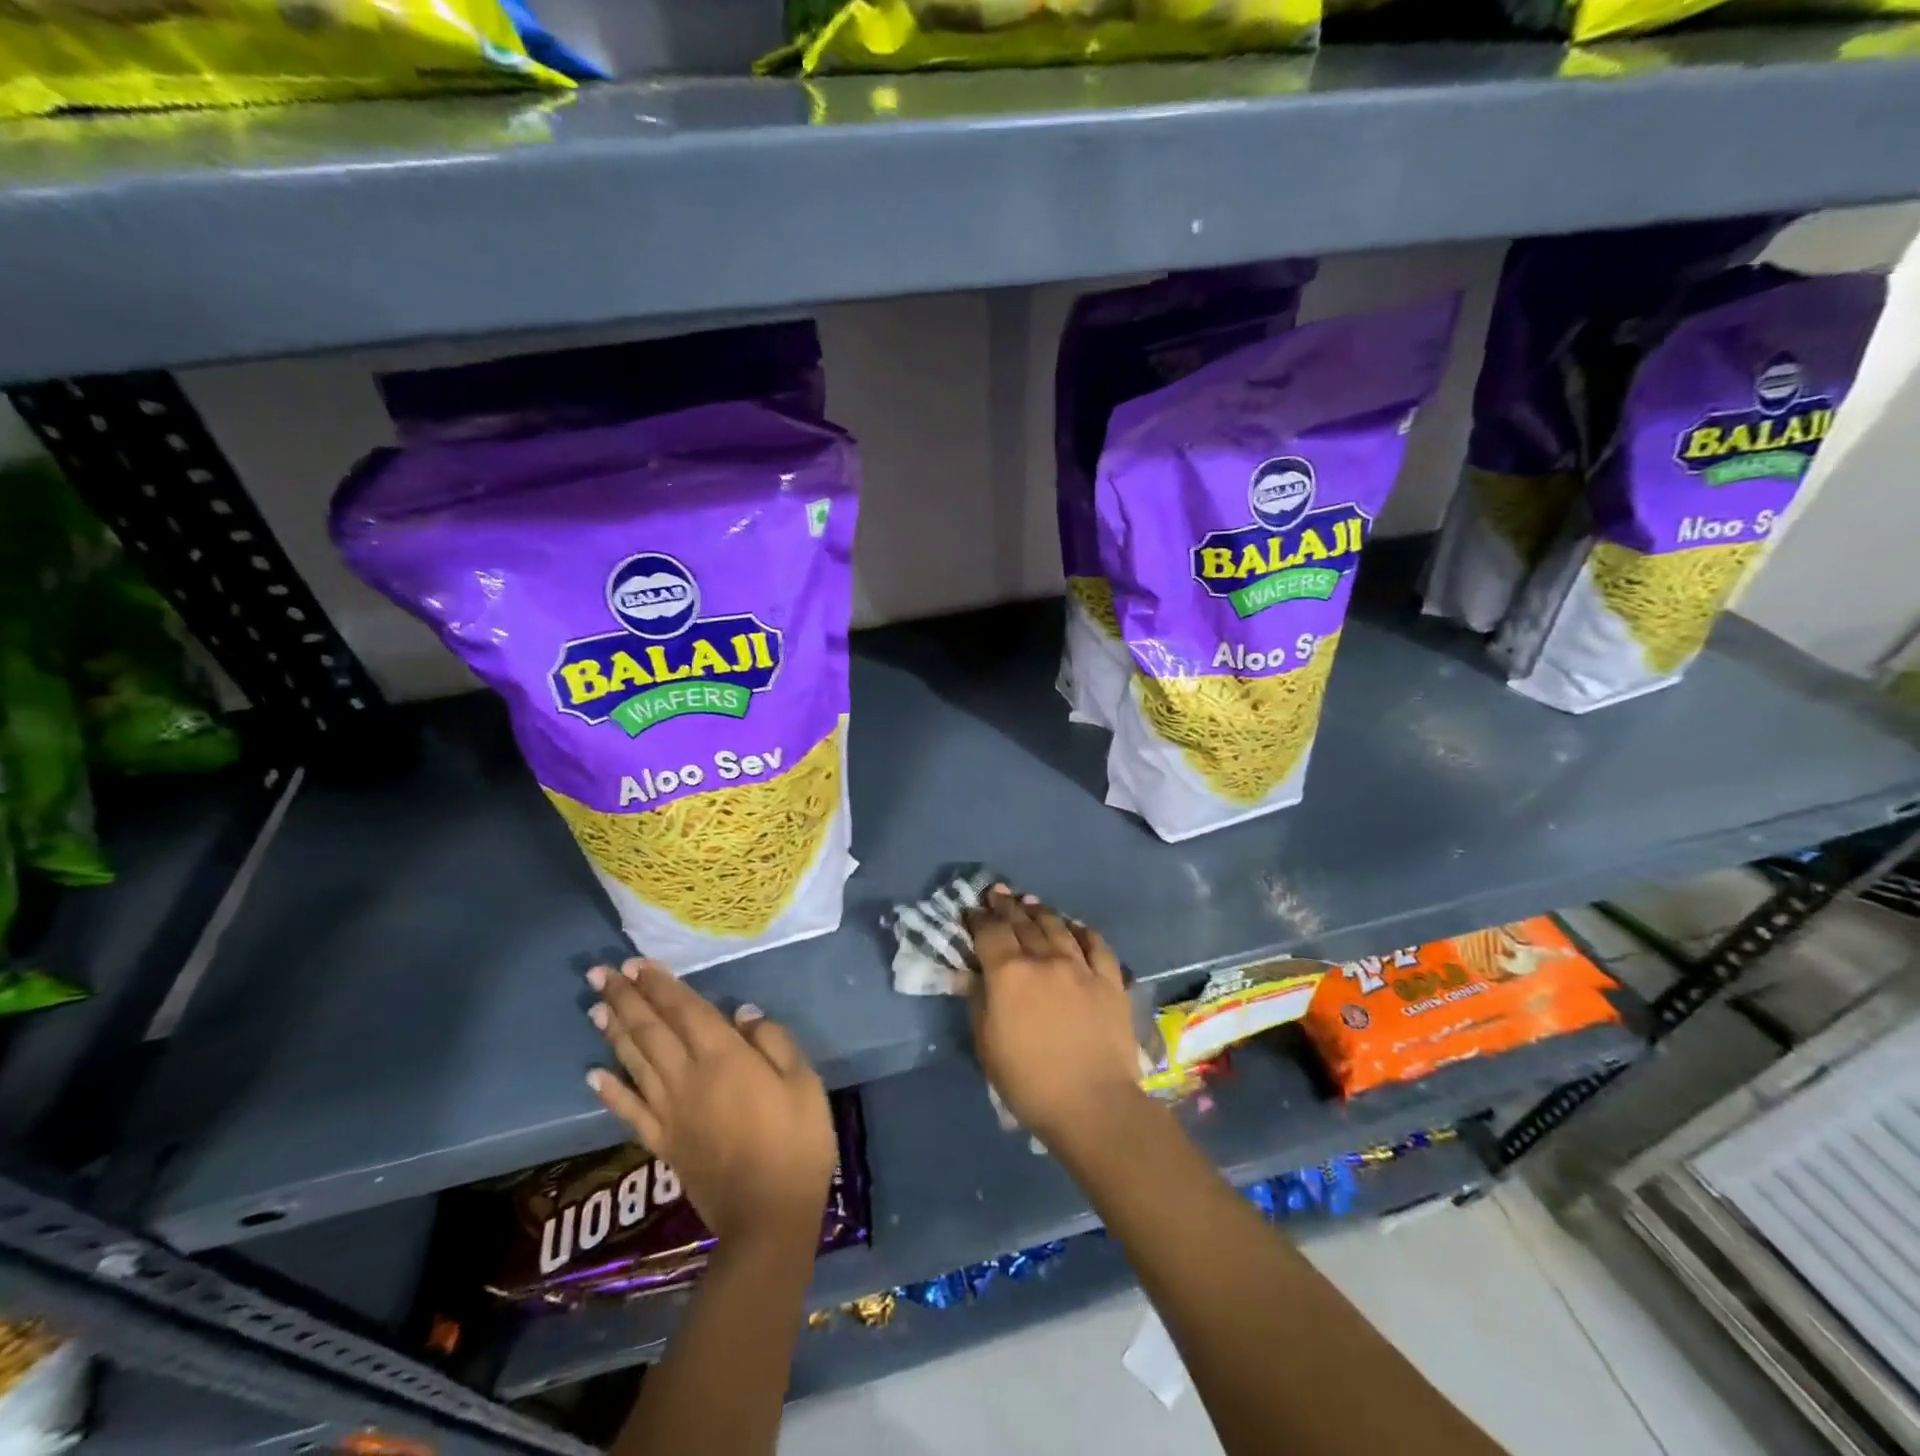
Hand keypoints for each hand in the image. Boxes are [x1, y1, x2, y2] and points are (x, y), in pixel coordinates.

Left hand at [586, 958, 836, 1250]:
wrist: (769, 1216)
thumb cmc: (797, 1140)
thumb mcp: (804, 1081)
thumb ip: (773, 1040)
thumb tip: (742, 1012)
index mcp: (724, 1057)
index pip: (684, 1010)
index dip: (660, 985)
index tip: (635, 963)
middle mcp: (688, 1077)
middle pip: (650, 1030)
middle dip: (625, 998)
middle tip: (599, 973)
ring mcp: (670, 1112)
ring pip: (635, 1062)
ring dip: (614, 1032)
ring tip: (595, 1007)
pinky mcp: (663, 1143)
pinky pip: (630, 1111)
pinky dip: (610, 1091)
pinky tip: (592, 1075)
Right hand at [963, 888, 1143, 1145]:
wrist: (1092, 1104)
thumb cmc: (1028, 1081)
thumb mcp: (986, 1044)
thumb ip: (978, 1001)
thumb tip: (975, 974)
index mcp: (1009, 973)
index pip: (989, 932)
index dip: (978, 917)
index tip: (972, 910)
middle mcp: (1044, 958)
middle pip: (1022, 922)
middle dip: (1006, 905)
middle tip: (998, 893)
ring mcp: (1081, 966)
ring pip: (1057, 925)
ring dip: (1040, 911)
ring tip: (1031, 903)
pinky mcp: (1110, 980)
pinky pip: (1096, 944)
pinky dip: (1082, 930)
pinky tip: (1075, 926)